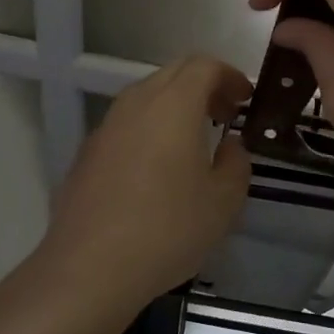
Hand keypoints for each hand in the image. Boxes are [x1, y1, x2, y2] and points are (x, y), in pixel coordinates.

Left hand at [38, 55, 251, 320]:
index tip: (246, 100)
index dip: (230, 76)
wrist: (89, 268)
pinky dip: (150, 129)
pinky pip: (126, 125)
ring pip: (146, 97)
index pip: (204, 66)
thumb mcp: (223, 202)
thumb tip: (230, 145)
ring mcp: (106, 127)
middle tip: (225, 115)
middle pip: (173, 74)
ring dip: (175, 107)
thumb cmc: (167, 229)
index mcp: (173, 105)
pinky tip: (158, 169)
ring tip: (194, 141)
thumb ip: (236, 163)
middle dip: (204, 86)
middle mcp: (136, 104)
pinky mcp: (87, 153)